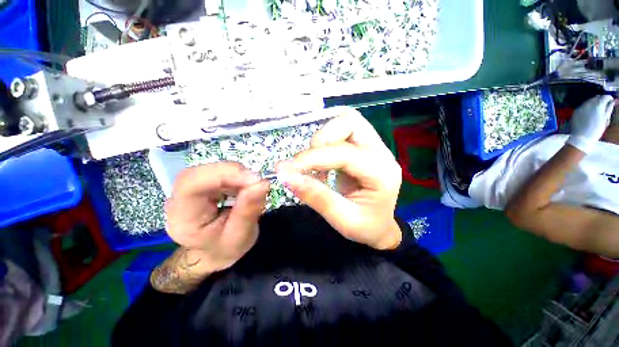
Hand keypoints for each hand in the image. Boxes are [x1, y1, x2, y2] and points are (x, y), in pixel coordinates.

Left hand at [163, 163, 268, 276]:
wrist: (213, 251)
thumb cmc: (226, 247)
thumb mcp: (241, 236)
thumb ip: (249, 210)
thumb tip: (262, 183)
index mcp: (184, 219)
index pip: (191, 185)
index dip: (223, 175)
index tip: (254, 180)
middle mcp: (178, 200)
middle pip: (200, 173)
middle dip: (233, 173)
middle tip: (257, 182)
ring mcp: (187, 190)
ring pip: (209, 169)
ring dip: (236, 174)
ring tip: (253, 186)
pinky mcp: (199, 184)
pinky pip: (217, 172)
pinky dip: (235, 175)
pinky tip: (244, 185)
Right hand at [277, 107, 402, 249]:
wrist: (380, 227)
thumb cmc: (366, 227)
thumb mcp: (342, 220)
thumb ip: (316, 196)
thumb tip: (286, 177)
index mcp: (382, 174)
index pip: (344, 154)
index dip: (312, 158)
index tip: (285, 168)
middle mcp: (381, 153)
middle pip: (350, 122)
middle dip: (322, 138)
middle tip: (306, 163)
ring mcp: (374, 146)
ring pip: (346, 121)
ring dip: (323, 138)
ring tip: (314, 163)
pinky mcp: (363, 146)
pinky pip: (342, 131)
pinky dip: (325, 142)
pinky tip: (321, 163)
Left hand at [568, 95, 615, 152]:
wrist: (581, 138)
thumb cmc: (596, 130)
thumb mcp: (605, 119)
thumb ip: (609, 109)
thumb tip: (613, 101)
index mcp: (598, 105)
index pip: (605, 97)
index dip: (609, 98)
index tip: (611, 101)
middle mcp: (589, 104)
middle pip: (597, 97)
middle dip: (601, 100)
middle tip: (604, 105)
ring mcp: (581, 107)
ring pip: (589, 100)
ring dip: (594, 102)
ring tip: (597, 109)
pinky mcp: (576, 111)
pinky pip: (583, 105)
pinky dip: (587, 106)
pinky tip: (589, 113)